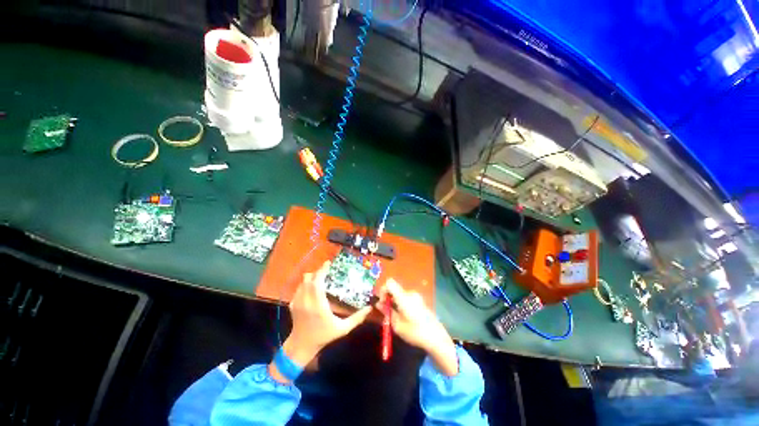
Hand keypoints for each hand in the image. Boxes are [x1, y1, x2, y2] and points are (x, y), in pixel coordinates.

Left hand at [271, 261, 371, 382]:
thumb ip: (356, 318)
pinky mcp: (293, 304)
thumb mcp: (342, 329)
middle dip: (318, 271)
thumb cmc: (323, 336)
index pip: (317, 282)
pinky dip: (306, 284)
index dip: (322, 270)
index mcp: (318, 304)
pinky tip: (312, 288)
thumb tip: (369, 308)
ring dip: (312, 277)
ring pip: (303, 281)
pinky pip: (299, 288)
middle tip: (327, 270)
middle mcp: (306, 300)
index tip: (328, 263)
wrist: (301, 346)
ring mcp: (298, 301)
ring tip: (321, 277)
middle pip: (309, 278)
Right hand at [376, 278, 458, 375]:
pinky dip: (401, 303)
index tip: (382, 303)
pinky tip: (404, 316)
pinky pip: (406, 297)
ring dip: (394, 302)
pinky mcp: (420, 300)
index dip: (382, 290)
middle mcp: (410, 293)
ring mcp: (416, 296)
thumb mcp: (397, 325)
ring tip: (395, 317)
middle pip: (394, 288)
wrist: (436, 337)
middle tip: (386, 312)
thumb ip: (387, 312)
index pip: (389, 283)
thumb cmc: (415, 332)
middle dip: (388, 298)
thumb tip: (378, 304)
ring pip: (399, 294)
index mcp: (404, 297)